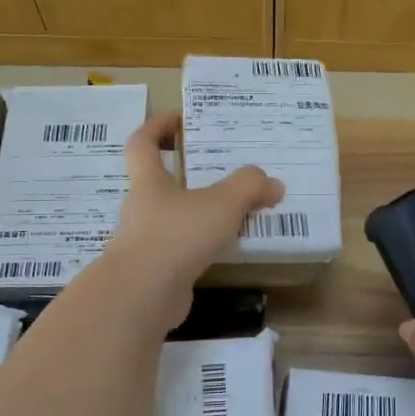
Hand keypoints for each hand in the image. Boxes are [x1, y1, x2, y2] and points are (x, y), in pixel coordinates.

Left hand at [102, 113, 283, 325]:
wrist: (143, 296)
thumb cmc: (176, 235)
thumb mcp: (221, 203)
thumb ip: (249, 187)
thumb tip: (273, 184)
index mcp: (149, 183)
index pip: (142, 144)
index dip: (157, 128)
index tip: (178, 119)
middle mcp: (141, 210)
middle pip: (159, 184)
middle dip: (187, 177)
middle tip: (221, 174)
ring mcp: (144, 244)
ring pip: (172, 221)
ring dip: (197, 216)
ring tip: (232, 216)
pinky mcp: (154, 274)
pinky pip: (179, 252)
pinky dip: (200, 249)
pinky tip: (224, 252)